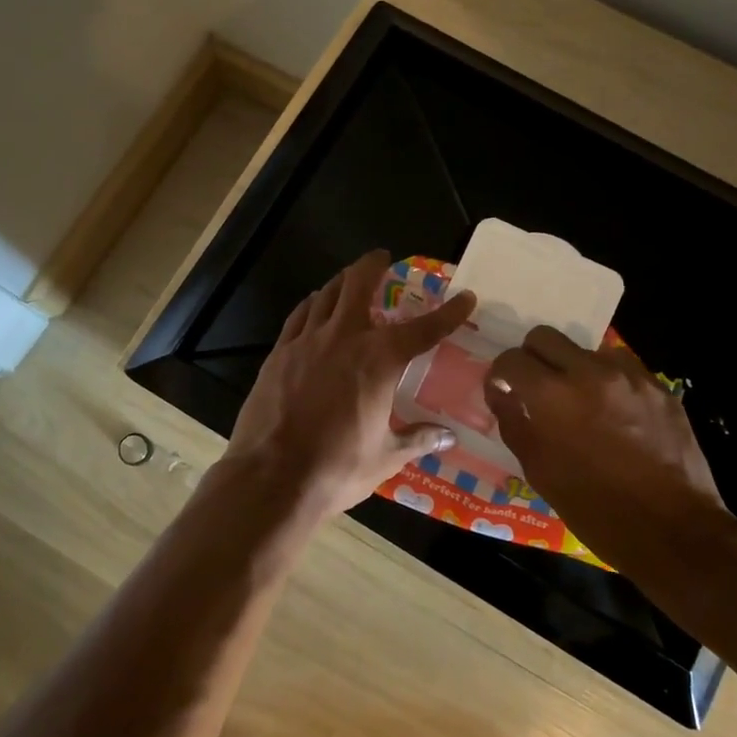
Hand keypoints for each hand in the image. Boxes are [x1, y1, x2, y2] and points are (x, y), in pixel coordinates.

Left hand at [225, 251, 477, 515]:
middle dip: (373, 265)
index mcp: (379, 361)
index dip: (448, 313)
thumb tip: (448, 436)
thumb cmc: (337, 468)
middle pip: (358, 285)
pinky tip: (314, 307)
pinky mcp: (278, 354)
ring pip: (326, 295)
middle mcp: (344, 339)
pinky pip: (299, 316)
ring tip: (350, 280)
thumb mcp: (386, 456)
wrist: (271, 477)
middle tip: (382, 258)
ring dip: (342, 282)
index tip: (465, 297)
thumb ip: (417, 439)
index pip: (423, 329)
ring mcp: (306, 342)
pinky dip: (312, 305)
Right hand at [481, 328, 736, 610]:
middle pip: (545, 336)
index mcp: (552, 396)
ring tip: (580, 402)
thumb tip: (501, 394)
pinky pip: (622, 367)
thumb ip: (514, 423)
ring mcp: (629, 376)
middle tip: (536, 387)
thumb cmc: (595, 509)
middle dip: (533, 358)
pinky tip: (613, 413)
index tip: (504, 391)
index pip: (511, 359)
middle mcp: (589, 373)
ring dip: (573, 368)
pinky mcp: (658, 386)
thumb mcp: (540, 472)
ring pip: (585, 349)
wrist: (673, 531)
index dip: (501, 374)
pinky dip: (608, 381)